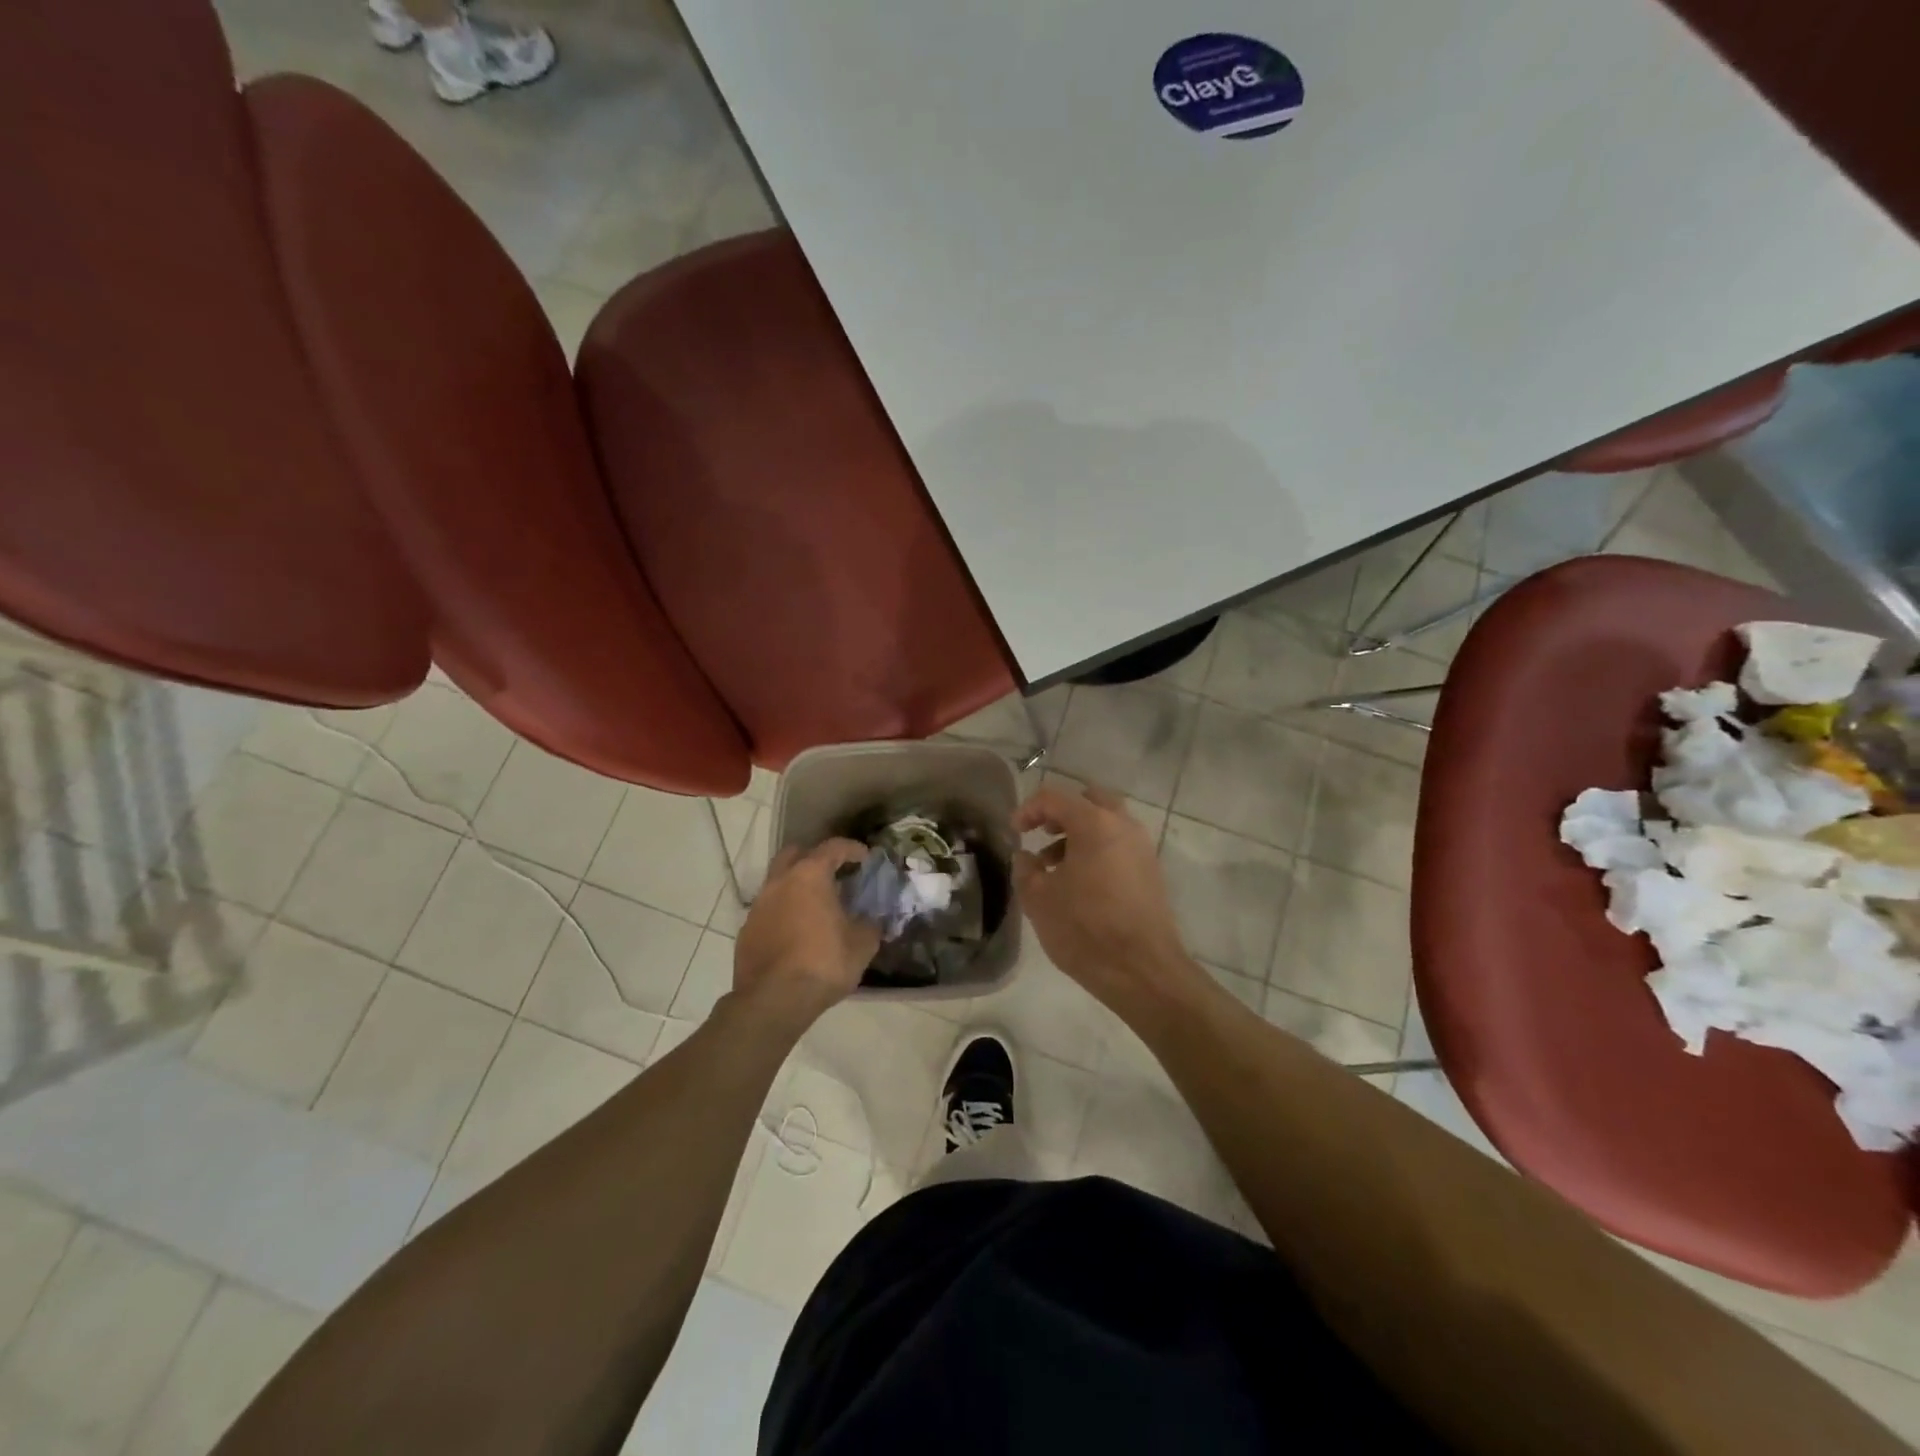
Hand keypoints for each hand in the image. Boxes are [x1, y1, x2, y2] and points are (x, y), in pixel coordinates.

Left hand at [732, 838, 879, 1031]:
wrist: (774, 1001)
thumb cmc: (824, 963)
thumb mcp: (862, 944)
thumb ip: (870, 924)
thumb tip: (873, 919)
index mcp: (810, 876)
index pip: (832, 847)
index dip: (852, 849)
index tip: (865, 858)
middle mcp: (780, 882)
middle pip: (795, 854)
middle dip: (815, 858)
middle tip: (834, 873)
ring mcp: (758, 906)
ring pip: (778, 882)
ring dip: (797, 887)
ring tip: (816, 906)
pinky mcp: (746, 931)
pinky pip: (769, 910)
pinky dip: (784, 912)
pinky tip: (797, 932)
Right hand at [1012, 784, 1197, 1011]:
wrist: (1143, 970)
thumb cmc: (1085, 929)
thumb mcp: (1039, 900)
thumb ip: (1025, 870)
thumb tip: (1026, 856)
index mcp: (1094, 824)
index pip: (1055, 797)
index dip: (1029, 809)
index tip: (1014, 832)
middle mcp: (1123, 826)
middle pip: (1088, 800)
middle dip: (1060, 812)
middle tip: (1040, 833)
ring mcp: (1142, 848)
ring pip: (1107, 822)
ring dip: (1079, 833)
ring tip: (1054, 865)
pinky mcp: (1151, 871)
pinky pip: (1119, 844)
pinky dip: (1097, 849)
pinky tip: (1079, 882)